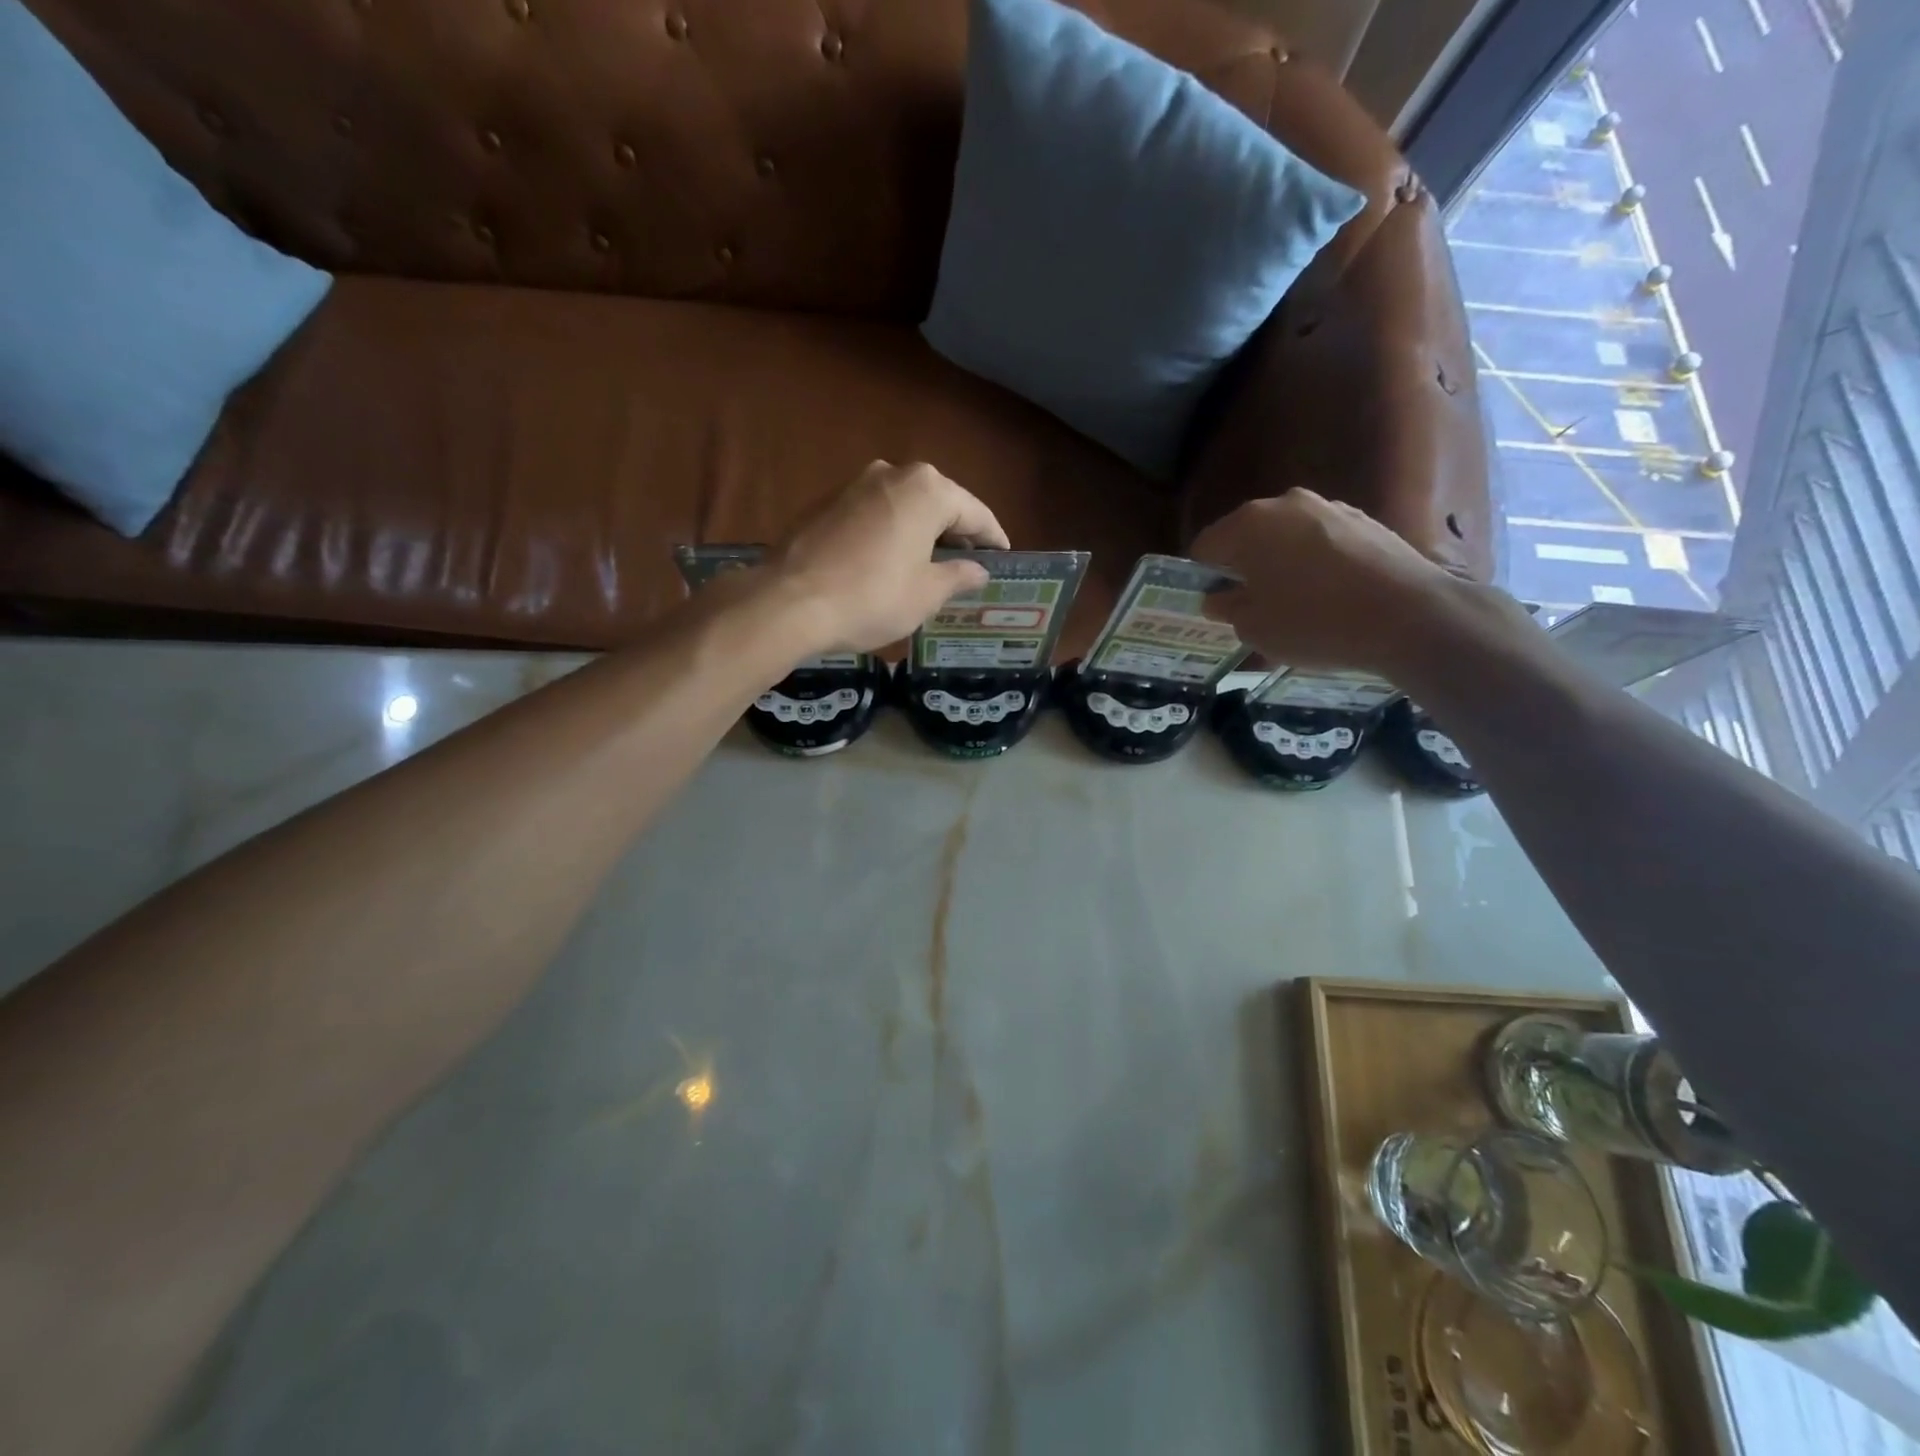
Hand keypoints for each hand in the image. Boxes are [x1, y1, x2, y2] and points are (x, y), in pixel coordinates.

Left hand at [771, 461, 1010, 652]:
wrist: (790, 602)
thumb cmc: (873, 597)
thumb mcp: (927, 594)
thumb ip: (958, 576)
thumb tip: (977, 570)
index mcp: (927, 490)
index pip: (975, 512)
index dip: (993, 537)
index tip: (1003, 556)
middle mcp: (893, 474)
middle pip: (938, 502)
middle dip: (956, 531)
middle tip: (969, 562)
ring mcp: (855, 484)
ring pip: (903, 506)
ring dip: (921, 530)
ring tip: (931, 563)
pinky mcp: (826, 502)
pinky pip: (874, 514)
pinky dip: (890, 532)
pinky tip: (890, 560)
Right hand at [1190, 489, 1477, 674]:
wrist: (1408, 616)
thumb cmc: (1313, 622)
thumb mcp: (1254, 628)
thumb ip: (1228, 608)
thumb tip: (1219, 597)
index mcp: (1247, 525)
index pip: (1205, 547)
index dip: (1203, 577)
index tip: (1215, 604)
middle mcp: (1285, 504)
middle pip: (1247, 536)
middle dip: (1243, 566)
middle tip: (1251, 605)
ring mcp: (1329, 507)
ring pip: (1287, 537)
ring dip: (1281, 563)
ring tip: (1295, 603)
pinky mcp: (1364, 520)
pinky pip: (1322, 541)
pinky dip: (1316, 563)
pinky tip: (1330, 595)